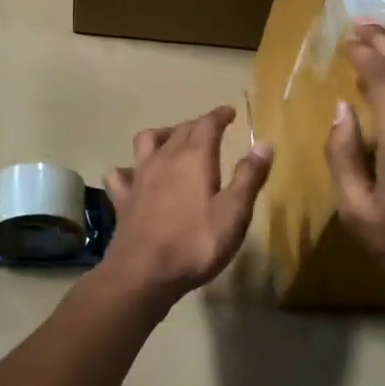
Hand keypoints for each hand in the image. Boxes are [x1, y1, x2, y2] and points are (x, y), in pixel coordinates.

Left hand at [103, 105, 272, 306]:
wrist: (143, 273)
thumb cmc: (195, 244)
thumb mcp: (234, 214)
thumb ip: (249, 178)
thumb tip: (263, 145)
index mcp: (194, 158)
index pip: (207, 124)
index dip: (219, 115)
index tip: (229, 112)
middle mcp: (164, 158)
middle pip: (180, 130)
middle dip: (197, 125)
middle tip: (210, 129)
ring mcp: (139, 177)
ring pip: (147, 141)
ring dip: (162, 135)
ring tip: (172, 142)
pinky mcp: (123, 198)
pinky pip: (120, 174)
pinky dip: (127, 169)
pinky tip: (133, 176)